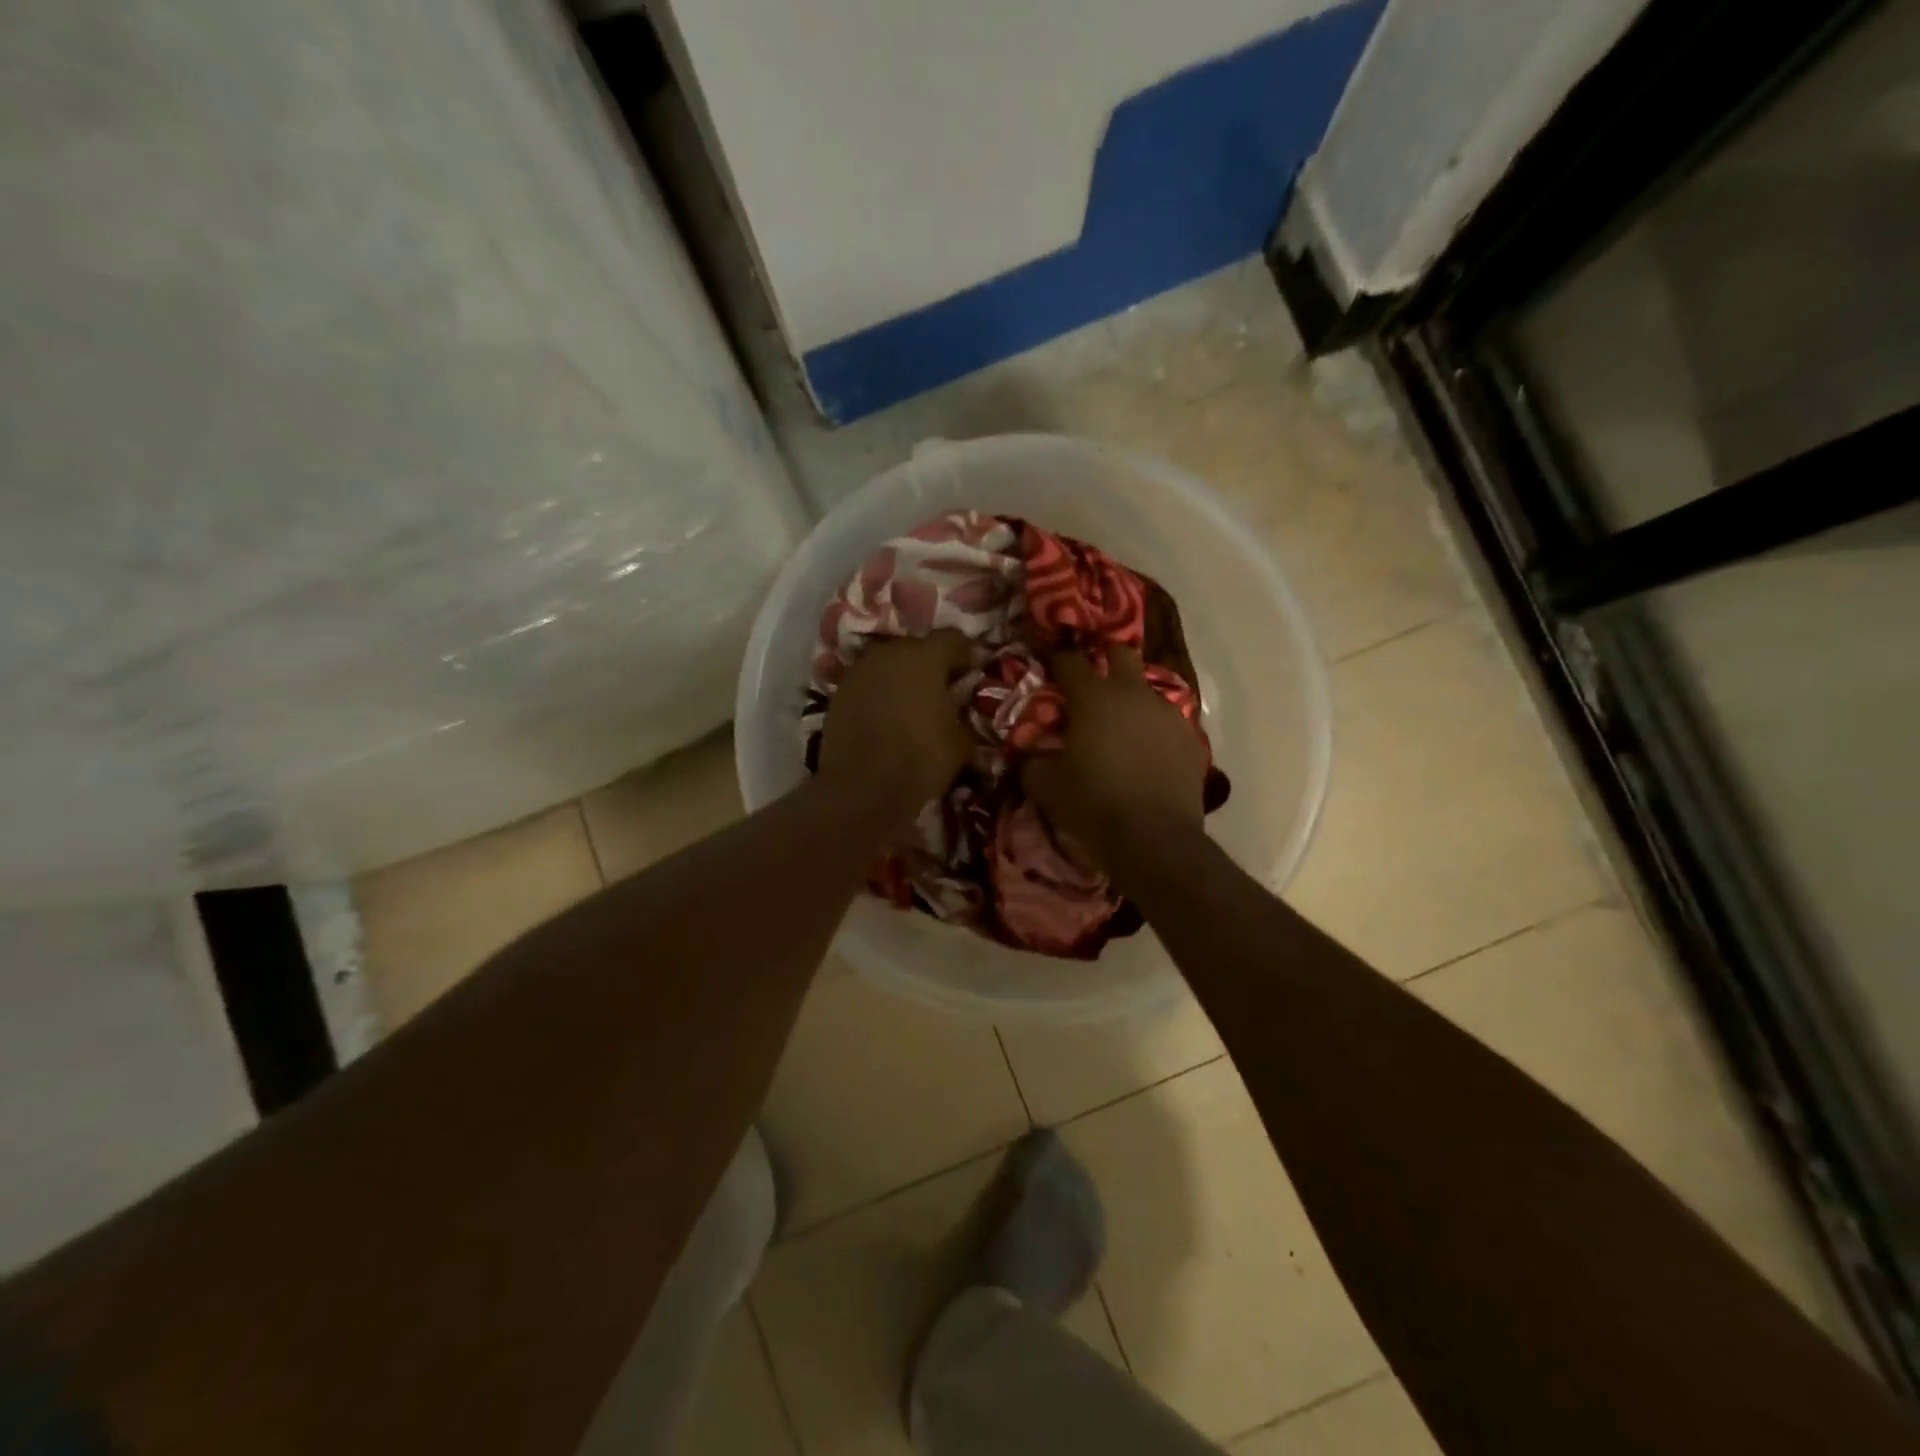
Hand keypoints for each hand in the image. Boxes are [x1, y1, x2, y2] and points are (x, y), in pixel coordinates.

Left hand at [817, 630, 974, 820]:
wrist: (861, 790)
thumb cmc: (920, 759)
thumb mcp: (961, 742)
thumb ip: (964, 714)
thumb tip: (961, 708)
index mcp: (924, 656)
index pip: (954, 639)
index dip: (968, 655)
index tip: (975, 674)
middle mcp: (888, 653)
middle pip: (917, 649)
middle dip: (933, 666)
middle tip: (945, 691)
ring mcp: (858, 671)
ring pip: (889, 665)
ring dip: (903, 679)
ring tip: (914, 705)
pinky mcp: (838, 693)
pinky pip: (868, 685)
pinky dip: (880, 694)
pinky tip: (888, 717)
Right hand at [1024, 647, 1207, 870]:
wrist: (1153, 840)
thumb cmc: (1091, 804)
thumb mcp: (1044, 785)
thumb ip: (1032, 758)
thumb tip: (1031, 750)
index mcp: (1092, 697)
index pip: (1069, 661)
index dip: (1056, 659)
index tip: (1048, 664)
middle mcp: (1133, 694)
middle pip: (1120, 654)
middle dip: (1105, 658)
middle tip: (1092, 680)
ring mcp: (1167, 715)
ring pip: (1147, 692)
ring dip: (1131, 701)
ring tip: (1120, 729)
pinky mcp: (1191, 740)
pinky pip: (1167, 725)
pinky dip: (1153, 732)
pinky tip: (1146, 757)